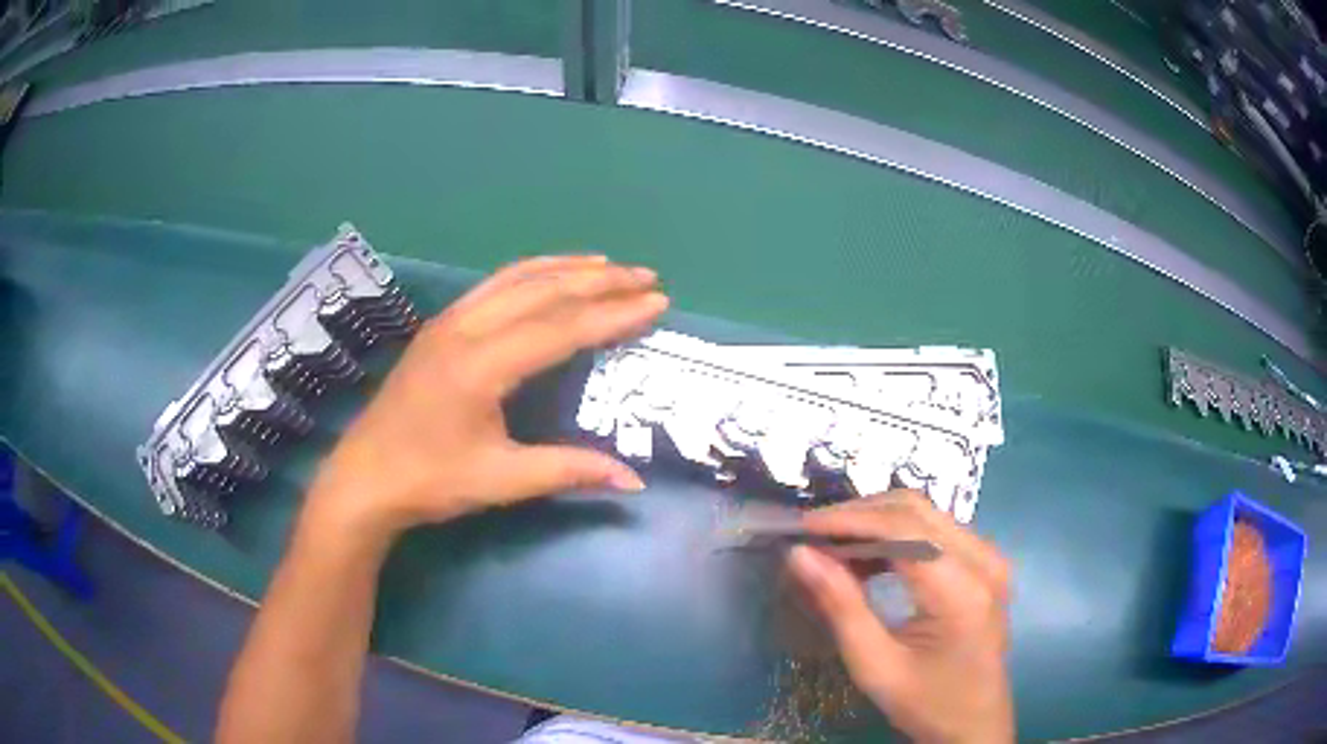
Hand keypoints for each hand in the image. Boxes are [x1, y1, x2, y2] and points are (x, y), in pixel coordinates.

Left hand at [303, 255, 667, 542]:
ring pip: (516, 279)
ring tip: (609, 266)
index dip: (613, 315)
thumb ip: (569, 470)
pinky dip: (531, 274)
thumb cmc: (429, 481)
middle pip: (543, 291)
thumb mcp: (502, 480)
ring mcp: (449, 322)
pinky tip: (550, 276)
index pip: (562, 328)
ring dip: (566, 268)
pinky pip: (493, 286)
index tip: (657, 301)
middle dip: (600, 282)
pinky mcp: (439, 327)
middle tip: (646, 277)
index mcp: (482, 365)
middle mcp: (466, 329)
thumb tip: (633, 481)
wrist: (364, 478)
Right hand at [788, 491, 1013, 743]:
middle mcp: (983, 560)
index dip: (849, 520)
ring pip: (926, 513)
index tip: (800, 527)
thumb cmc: (925, 702)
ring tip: (832, 546)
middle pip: (916, 510)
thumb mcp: (875, 665)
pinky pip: (936, 530)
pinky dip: (897, 534)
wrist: (975, 723)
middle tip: (811, 535)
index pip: (902, 530)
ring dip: (877, 521)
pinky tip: (868, 557)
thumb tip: (799, 554)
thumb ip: (841, 606)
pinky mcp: (985, 563)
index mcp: (961, 590)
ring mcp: (990, 557)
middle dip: (859, 514)